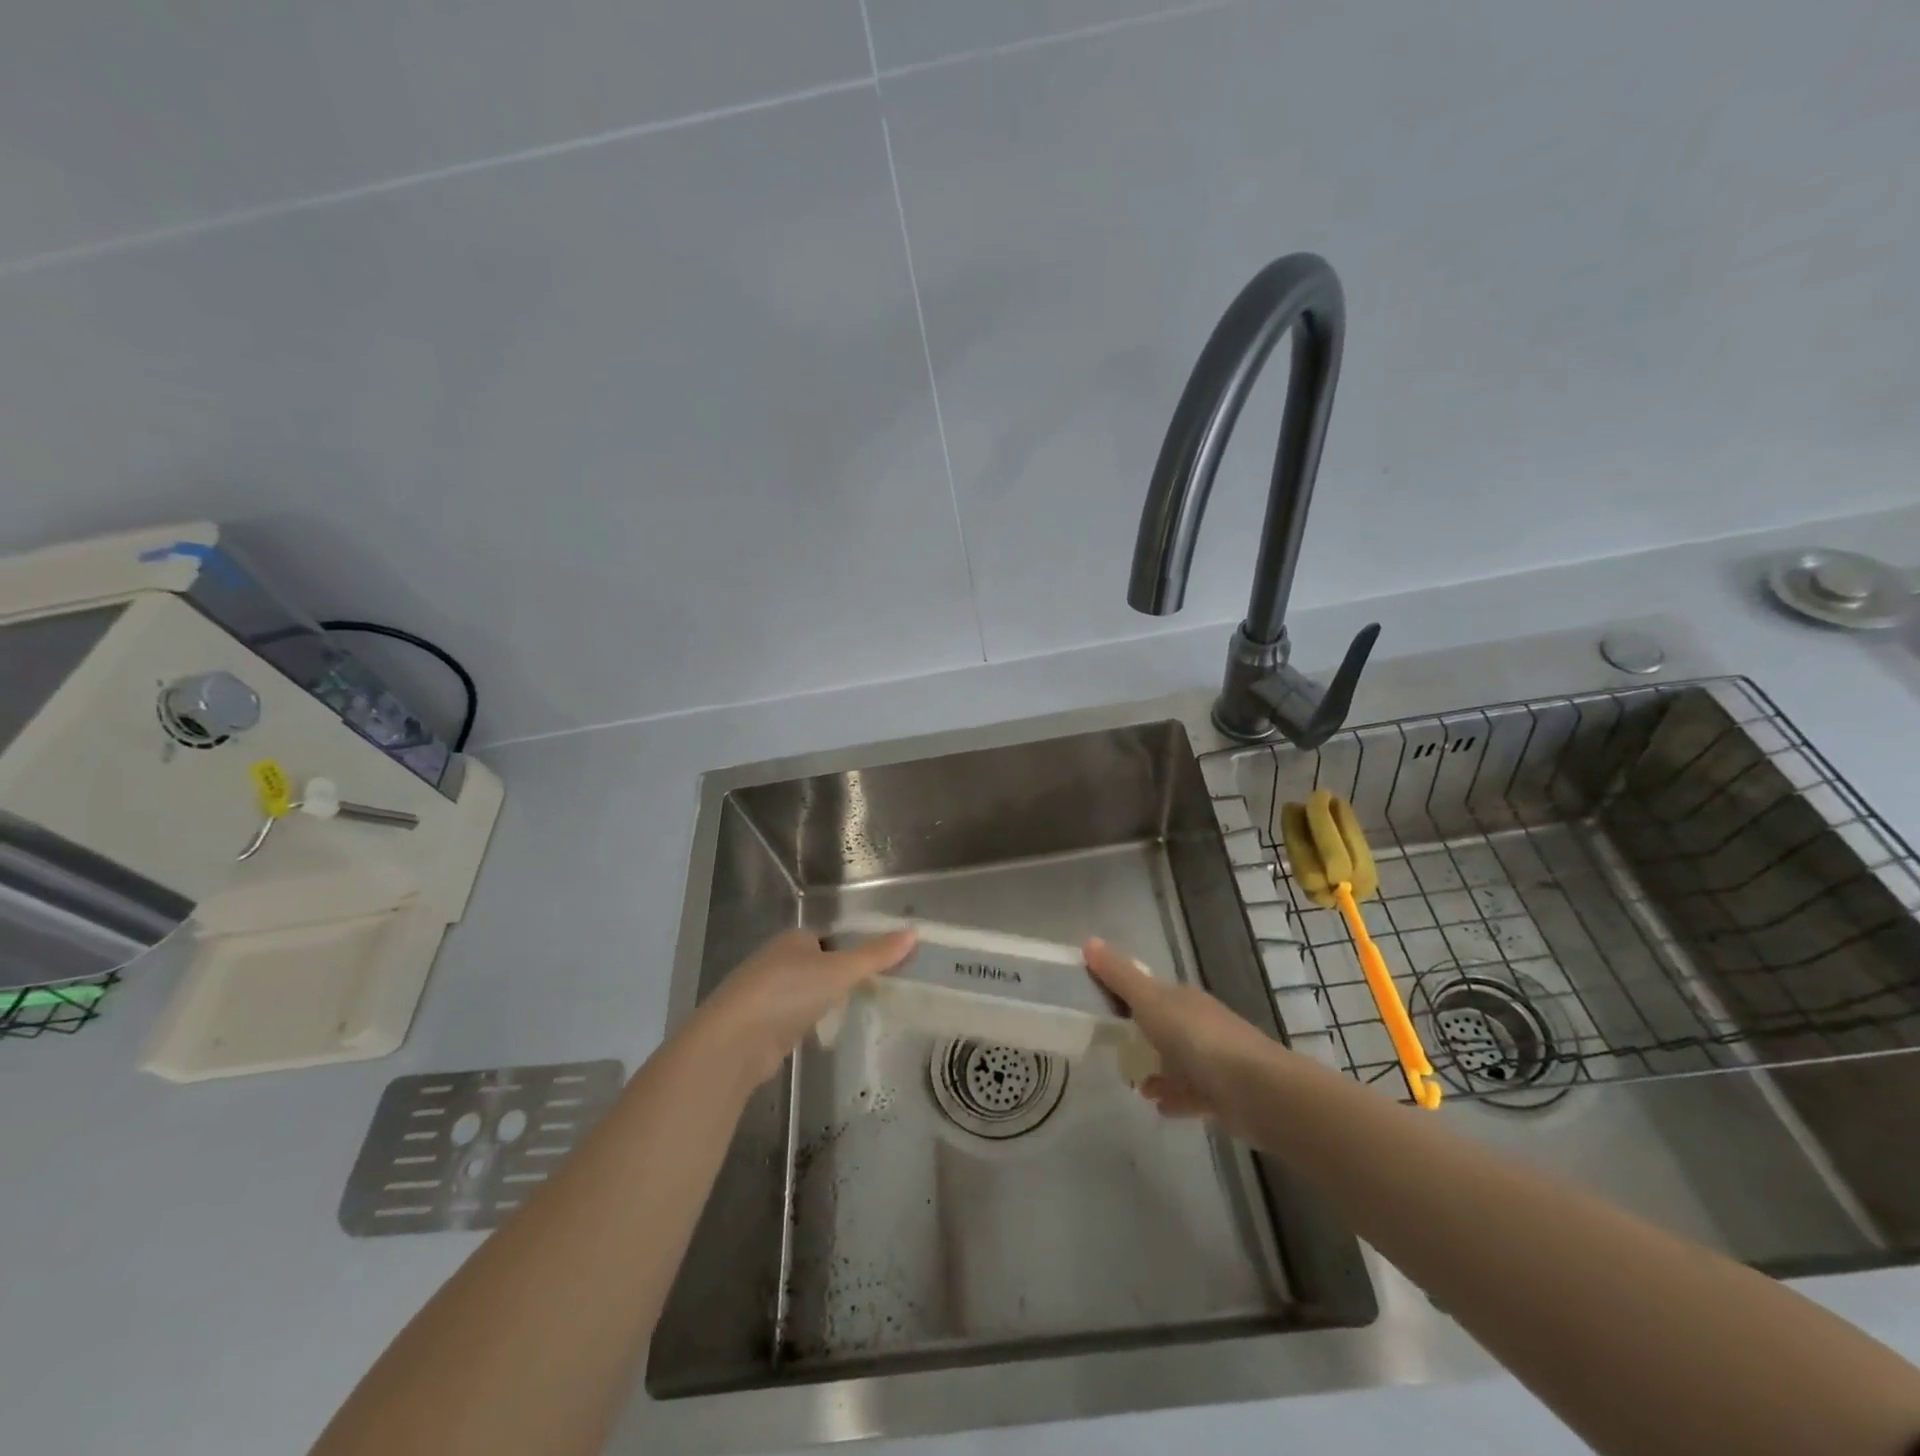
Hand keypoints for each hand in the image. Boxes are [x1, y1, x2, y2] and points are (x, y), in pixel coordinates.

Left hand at [692, 927, 916, 1086]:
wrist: (733, 1042)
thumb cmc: (787, 994)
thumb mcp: (839, 970)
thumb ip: (876, 955)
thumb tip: (914, 932)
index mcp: (793, 939)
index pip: (828, 938)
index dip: (852, 949)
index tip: (877, 967)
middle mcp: (775, 961)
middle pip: (815, 964)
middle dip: (837, 977)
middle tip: (869, 993)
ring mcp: (763, 994)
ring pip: (802, 992)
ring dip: (821, 1001)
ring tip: (849, 1014)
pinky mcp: (757, 1026)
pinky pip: (791, 1017)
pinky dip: (805, 1023)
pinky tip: (819, 1035)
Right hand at [1084, 937, 1281, 1135]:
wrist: (1255, 1090)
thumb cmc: (1197, 1038)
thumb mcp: (1150, 1002)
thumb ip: (1119, 976)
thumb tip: (1089, 941)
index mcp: (1183, 998)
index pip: (1150, 990)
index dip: (1125, 994)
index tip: (1099, 1006)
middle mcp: (1200, 1023)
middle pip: (1164, 1024)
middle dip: (1140, 1033)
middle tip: (1111, 1046)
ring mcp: (1214, 1059)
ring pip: (1178, 1060)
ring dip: (1157, 1068)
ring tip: (1133, 1082)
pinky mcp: (1222, 1094)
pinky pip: (1191, 1092)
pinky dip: (1174, 1096)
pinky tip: (1157, 1106)